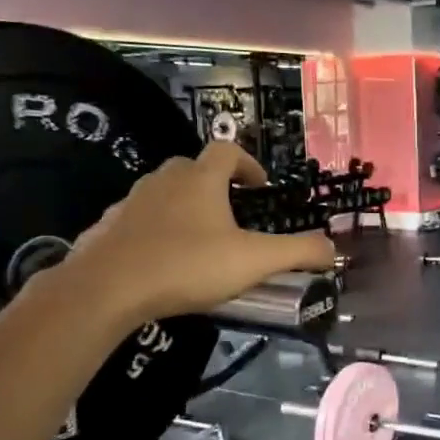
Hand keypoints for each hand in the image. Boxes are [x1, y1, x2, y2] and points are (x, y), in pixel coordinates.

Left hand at [67, 141, 336, 326]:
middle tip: (231, 213)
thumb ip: (298, 252)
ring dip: (183, 206)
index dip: (247, 163)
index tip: (260, 186)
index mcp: (200, 179)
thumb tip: (334, 249)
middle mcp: (164, 181)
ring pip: (163, 192)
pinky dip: (153, 230)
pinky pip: (137, 220)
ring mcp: (130, 203)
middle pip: (192, 167)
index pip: (226, 150)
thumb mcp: (254, 261)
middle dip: (214, 184)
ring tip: (199, 239)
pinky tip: (161, 260)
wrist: (105, 289)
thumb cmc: (187, 265)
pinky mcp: (106, 228)